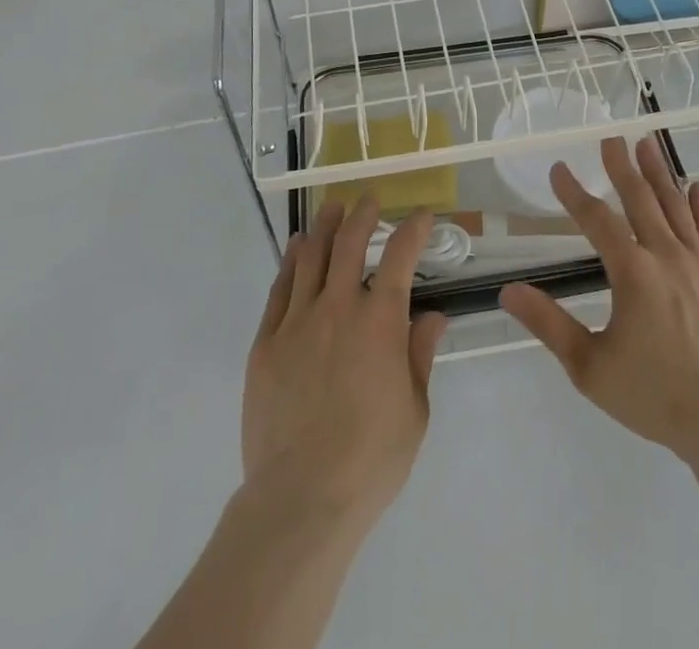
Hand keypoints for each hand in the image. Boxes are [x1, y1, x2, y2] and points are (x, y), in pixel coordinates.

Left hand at [242, 198, 446, 532]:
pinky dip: (290, 263)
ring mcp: (297, 322)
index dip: (413, 229)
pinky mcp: (265, 343)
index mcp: (380, 322)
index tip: (421, 215)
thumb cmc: (371, 459)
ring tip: (331, 209)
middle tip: (368, 201)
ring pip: (310, 257)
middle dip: (362, 214)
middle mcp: (338, 308)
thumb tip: (433, 317)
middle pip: (349, 243)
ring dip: (324, 227)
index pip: (400, 257)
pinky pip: (279, 290)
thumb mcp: (414, 410)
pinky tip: (296, 250)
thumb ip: (420, 355)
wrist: (301, 498)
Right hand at [500, 137, 698, 465]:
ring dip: (660, 174)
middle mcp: (666, 257)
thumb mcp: (590, 367)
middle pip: (641, 200)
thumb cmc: (654, 396)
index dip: (574, 193)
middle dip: (622, 167)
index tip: (559, 169)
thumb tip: (508, 291)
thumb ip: (549, 324)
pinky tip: (697, 187)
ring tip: (648, 144)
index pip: (597, 220)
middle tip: (612, 138)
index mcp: (632, 273)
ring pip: (676, 207)